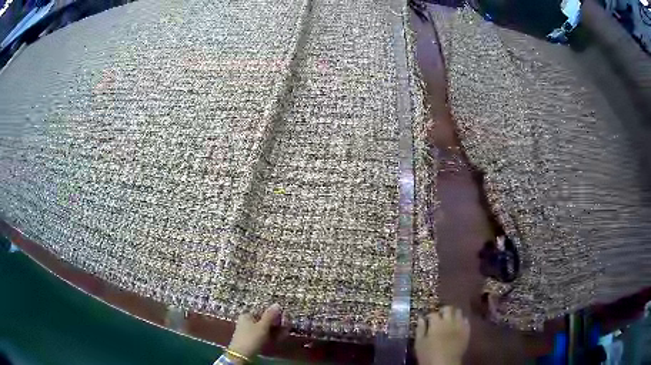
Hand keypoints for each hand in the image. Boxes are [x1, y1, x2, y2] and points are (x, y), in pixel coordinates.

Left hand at [227, 303, 286, 363]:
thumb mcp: (262, 326)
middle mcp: (247, 321)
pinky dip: (272, 336)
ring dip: (277, 331)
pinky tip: (280, 338)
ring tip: (285, 333)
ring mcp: (250, 331)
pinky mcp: (252, 340)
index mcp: (247, 315)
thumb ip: (270, 316)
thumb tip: (277, 304)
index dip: (274, 314)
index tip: (284, 318)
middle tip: (287, 326)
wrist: (241, 355)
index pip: (263, 311)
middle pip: (265, 320)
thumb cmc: (251, 338)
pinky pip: (264, 335)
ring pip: (266, 329)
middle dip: (277, 323)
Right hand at [415, 306, 469, 364]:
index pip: (433, 313)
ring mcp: (460, 325)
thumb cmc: (429, 355)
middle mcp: (449, 321)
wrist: (445, 364)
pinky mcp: (467, 331)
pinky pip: (466, 320)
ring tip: (449, 320)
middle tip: (439, 317)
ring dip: (453, 314)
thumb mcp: (419, 343)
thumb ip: (420, 329)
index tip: (427, 320)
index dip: (429, 316)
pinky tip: (457, 326)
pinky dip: (461, 320)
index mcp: (436, 323)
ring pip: (459, 312)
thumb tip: (421, 318)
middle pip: (448, 308)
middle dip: (443, 311)